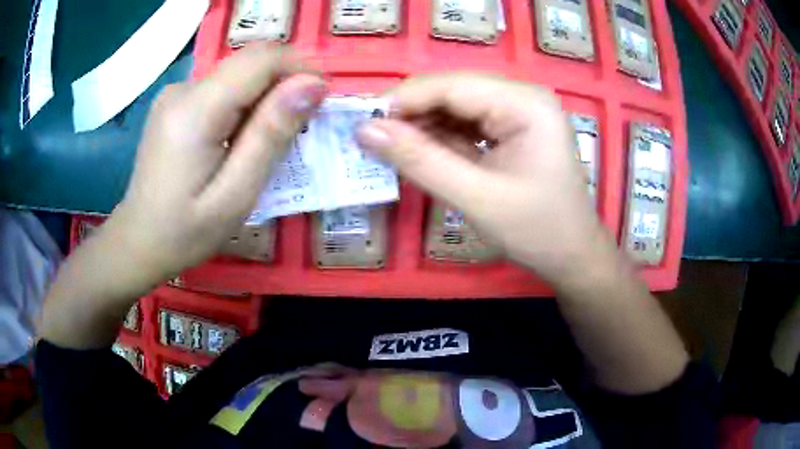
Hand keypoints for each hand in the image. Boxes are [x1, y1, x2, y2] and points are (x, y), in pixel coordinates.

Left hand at [106, 45, 326, 282]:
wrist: (139, 241)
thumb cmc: (185, 232)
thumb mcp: (236, 195)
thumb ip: (271, 134)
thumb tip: (313, 85)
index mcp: (195, 110)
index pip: (261, 59)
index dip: (300, 68)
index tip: (322, 100)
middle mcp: (183, 89)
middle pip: (250, 63)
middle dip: (285, 85)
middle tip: (300, 128)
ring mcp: (176, 93)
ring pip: (239, 76)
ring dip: (265, 98)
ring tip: (268, 142)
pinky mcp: (175, 103)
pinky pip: (223, 89)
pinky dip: (244, 106)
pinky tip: (240, 141)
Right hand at [356, 73, 616, 284]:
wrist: (573, 257)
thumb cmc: (537, 231)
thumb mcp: (476, 197)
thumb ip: (420, 160)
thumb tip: (365, 130)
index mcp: (525, 103)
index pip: (451, 86)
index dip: (403, 101)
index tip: (364, 128)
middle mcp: (522, 96)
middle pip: (452, 92)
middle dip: (412, 116)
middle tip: (375, 144)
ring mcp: (518, 111)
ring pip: (455, 107)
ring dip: (423, 128)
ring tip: (395, 153)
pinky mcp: (512, 128)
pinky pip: (466, 124)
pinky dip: (441, 139)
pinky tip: (423, 156)